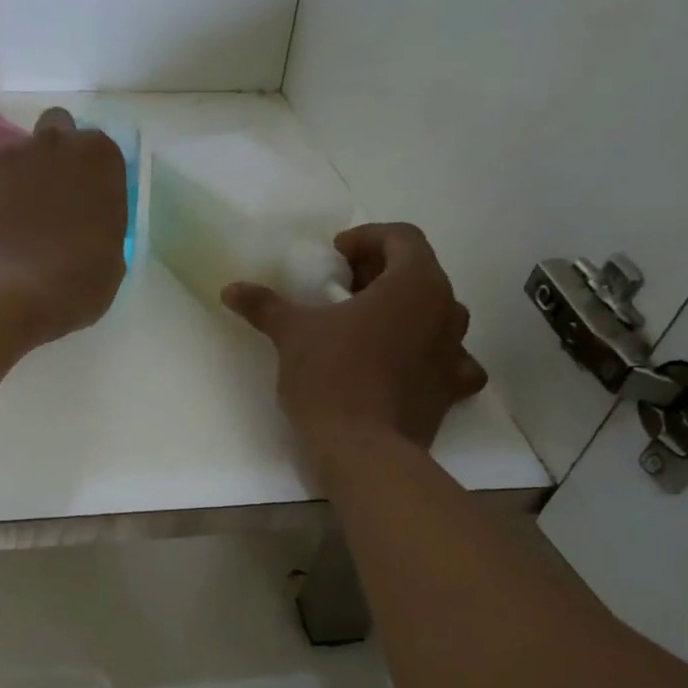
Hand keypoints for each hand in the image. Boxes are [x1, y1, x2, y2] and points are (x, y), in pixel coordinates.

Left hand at [0, 108, 127, 346]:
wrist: (12, 295)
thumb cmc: (75, 286)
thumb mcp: (111, 262)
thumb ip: (103, 227)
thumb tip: (89, 226)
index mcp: (100, 161)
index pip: (101, 153)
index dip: (94, 179)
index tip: (89, 206)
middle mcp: (56, 143)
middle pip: (59, 129)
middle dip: (57, 155)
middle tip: (53, 197)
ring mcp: (10, 154)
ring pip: (15, 141)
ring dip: (17, 165)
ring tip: (10, 206)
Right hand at [222, 222, 486, 451]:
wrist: (362, 450)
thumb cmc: (330, 377)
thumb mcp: (292, 334)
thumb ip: (265, 305)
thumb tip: (231, 289)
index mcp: (415, 283)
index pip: (402, 237)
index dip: (367, 238)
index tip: (335, 255)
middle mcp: (447, 309)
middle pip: (419, 273)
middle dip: (381, 273)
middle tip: (343, 288)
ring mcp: (456, 351)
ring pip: (436, 314)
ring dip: (404, 311)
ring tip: (366, 326)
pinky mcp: (451, 390)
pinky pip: (449, 360)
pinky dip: (428, 356)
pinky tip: (403, 366)